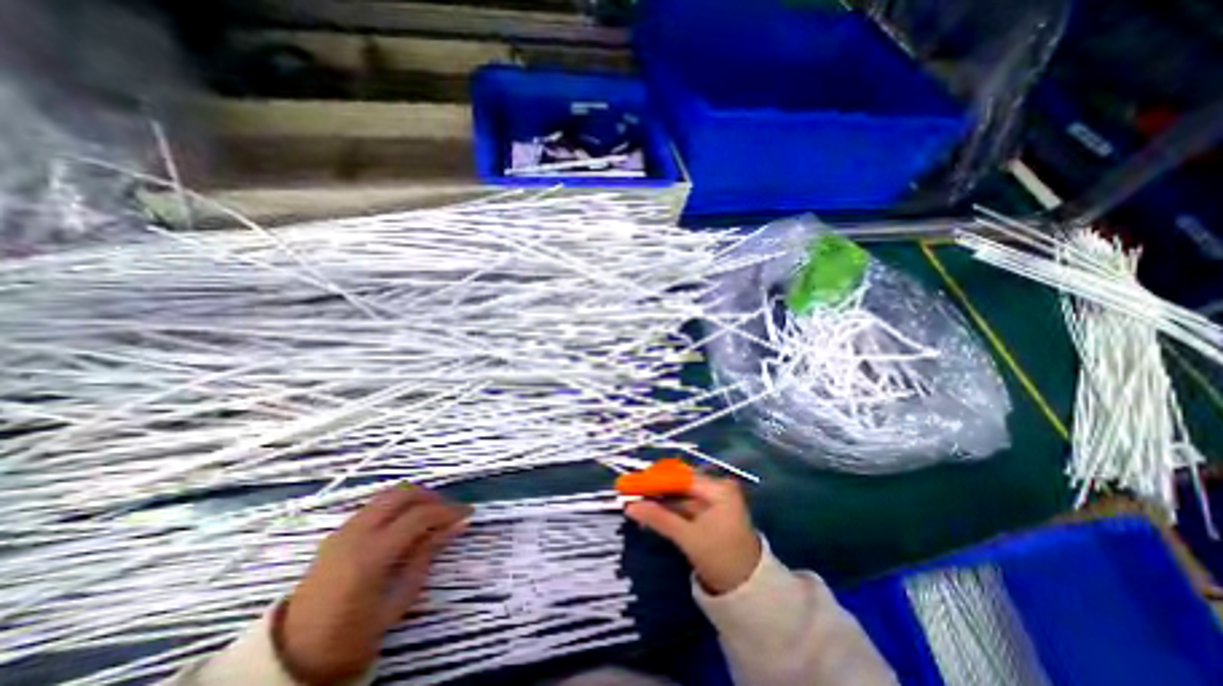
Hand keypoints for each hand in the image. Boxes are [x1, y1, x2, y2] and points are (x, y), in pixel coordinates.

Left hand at [277, 485, 472, 683]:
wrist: (291, 657)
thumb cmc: (351, 636)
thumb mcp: (398, 601)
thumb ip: (426, 556)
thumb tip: (455, 526)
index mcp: (370, 555)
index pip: (419, 516)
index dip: (448, 511)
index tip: (467, 513)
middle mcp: (355, 534)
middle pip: (402, 494)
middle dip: (431, 497)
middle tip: (449, 510)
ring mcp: (343, 530)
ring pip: (388, 495)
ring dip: (414, 498)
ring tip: (431, 514)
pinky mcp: (337, 532)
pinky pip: (375, 505)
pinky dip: (397, 505)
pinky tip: (407, 522)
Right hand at [625, 475, 760, 597]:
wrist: (748, 591)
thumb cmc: (721, 559)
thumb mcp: (688, 537)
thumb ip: (659, 518)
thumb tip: (629, 506)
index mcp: (719, 489)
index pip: (681, 477)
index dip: (656, 479)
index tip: (633, 482)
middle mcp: (718, 489)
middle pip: (681, 484)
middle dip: (656, 489)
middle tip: (631, 492)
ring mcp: (715, 501)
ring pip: (681, 496)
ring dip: (660, 500)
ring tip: (636, 501)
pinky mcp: (710, 513)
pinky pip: (686, 506)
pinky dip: (669, 509)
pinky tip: (651, 511)